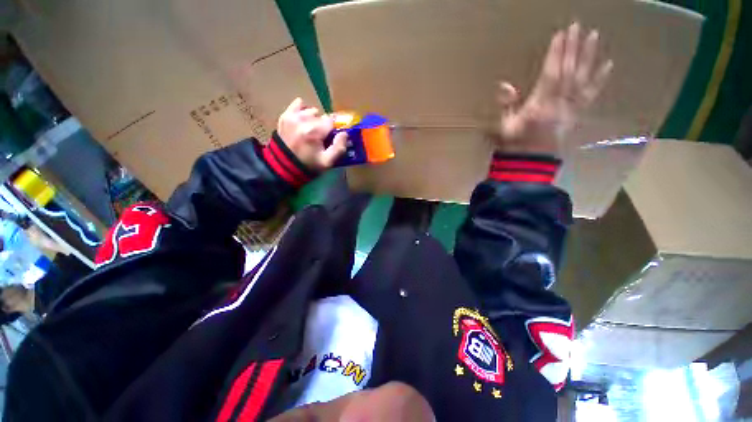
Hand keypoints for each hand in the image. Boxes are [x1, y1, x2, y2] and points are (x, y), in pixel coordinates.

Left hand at [277, 98, 347, 170]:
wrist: (283, 166)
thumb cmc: (308, 165)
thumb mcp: (327, 162)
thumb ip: (339, 148)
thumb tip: (345, 133)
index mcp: (314, 131)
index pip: (332, 121)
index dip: (333, 129)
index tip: (331, 138)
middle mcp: (304, 119)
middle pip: (322, 116)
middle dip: (323, 126)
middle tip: (320, 138)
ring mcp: (293, 116)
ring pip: (311, 111)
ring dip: (314, 119)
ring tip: (310, 131)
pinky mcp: (285, 115)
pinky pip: (298, 104)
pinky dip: (303, 110)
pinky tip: (303, 120)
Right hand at [494, 22, 612, 155]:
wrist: (531, 161)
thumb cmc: (515, 145)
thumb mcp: (505, 125)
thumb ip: (507, 105)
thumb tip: (504, 85)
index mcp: (540, 105)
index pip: (551, 74)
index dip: (556, 54)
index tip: (561, 34)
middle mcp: (559, 103)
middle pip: (568, 71)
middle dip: (573, 48)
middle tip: (578, 27)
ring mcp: (571, 108)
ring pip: (582, 78)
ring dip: (589, 56)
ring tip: (594, 36)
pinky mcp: (577, 114)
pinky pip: (590, 95)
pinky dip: (600, 79)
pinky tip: (608, 65)